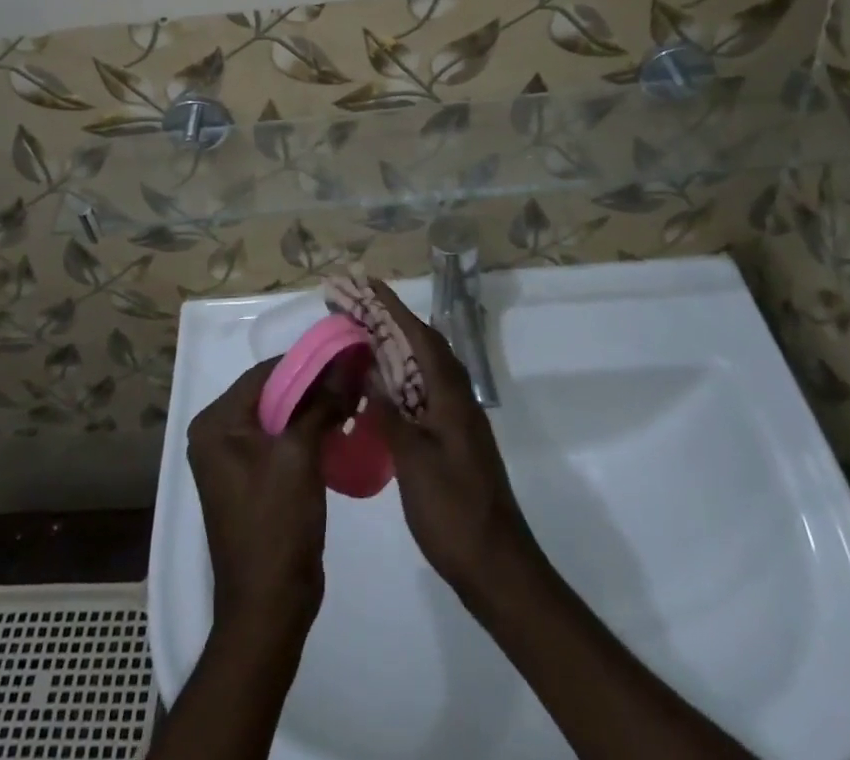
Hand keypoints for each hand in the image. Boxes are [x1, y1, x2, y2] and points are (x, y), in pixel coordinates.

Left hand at [187, 359, 341, 631]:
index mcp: (216, 423)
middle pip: (271, 393)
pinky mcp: (252, 480)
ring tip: (353, 397)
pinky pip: (281, 441)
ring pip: (279, 417)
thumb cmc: (276, 524)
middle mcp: (217, 434)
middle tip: (354, 375)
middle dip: (313, 385)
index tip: (345, 354)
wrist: (269, 607)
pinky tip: (339, 427)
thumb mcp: (300, 455)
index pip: (264, 373)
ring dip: (313, 408)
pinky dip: (307, 431)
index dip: (306, 362)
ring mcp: (233, 459)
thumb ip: (322, 404)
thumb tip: (347, 365)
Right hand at [365, 280, 542, 603]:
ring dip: (393, 346)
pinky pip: (422, 391)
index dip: (392, 308)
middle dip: (388, 321)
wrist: (496, 565)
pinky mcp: (452, 438)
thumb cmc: (453, 510)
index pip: (419, 335)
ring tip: (359, 334)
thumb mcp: (413, 460)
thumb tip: (371, 371)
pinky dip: (398, 377)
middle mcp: (456, 397)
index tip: (366, 284)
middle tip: (353, 305)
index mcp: (450, 394)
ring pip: (422, 367)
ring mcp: (456, 418)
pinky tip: (377, 386)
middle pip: (421, 344)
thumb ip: (390, 412)